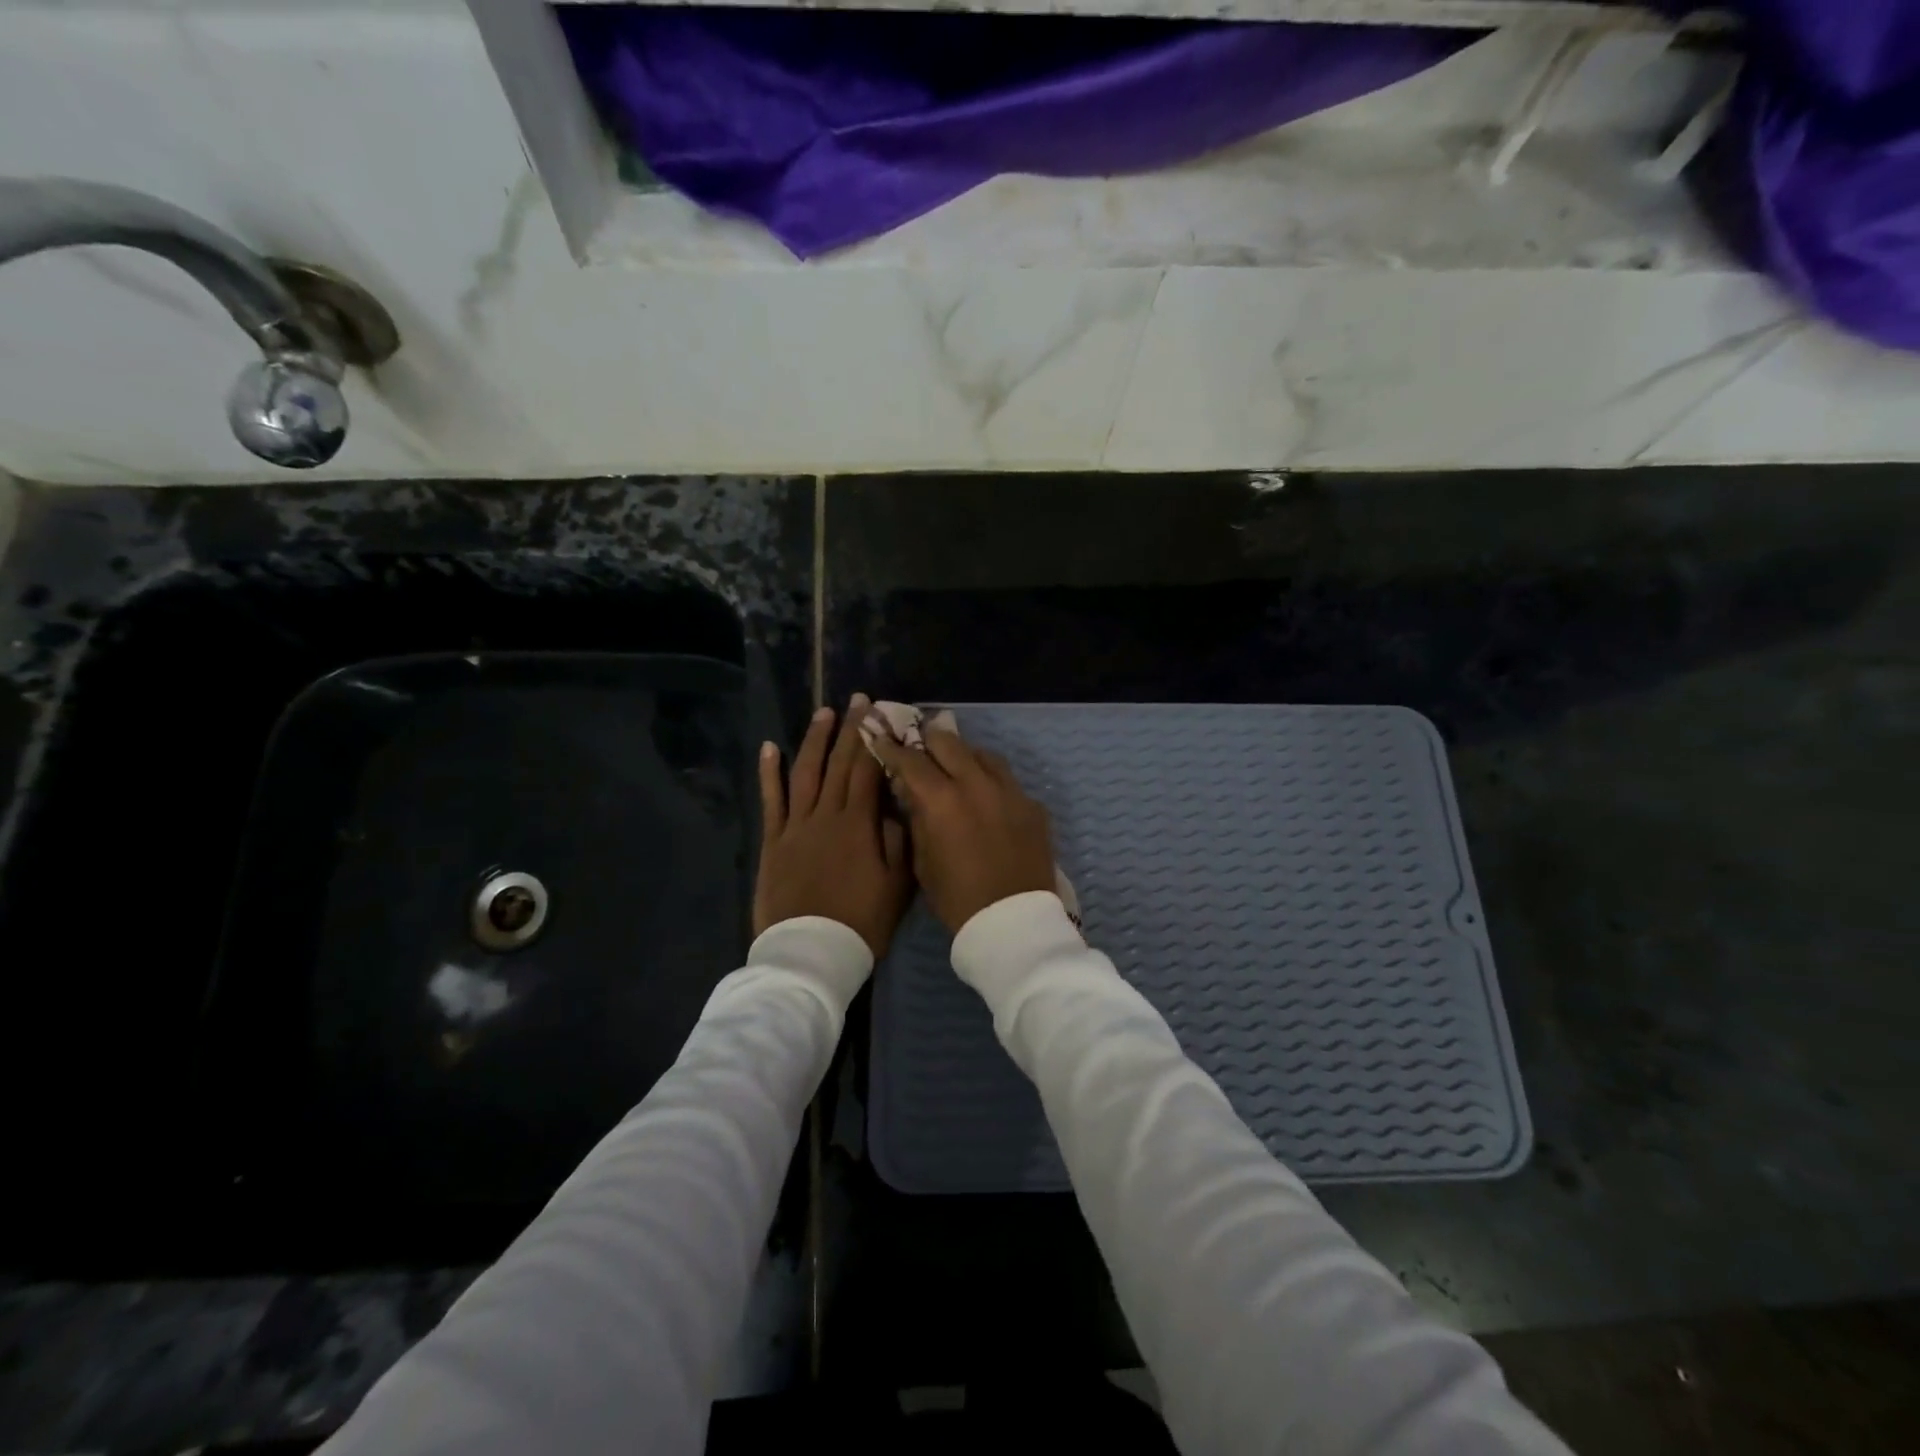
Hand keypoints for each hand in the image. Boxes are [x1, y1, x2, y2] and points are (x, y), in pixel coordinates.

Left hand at [754, 695, 913, 957]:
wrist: (810, 952)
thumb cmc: (861, 922)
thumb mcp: (897, 885)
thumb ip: (898, 841)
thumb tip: (894, 805)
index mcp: (859, 824)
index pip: (868, 770)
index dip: (875, 739)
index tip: (882, 713)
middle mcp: (826, 815)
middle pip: (839, 764)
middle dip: (850, 729)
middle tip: (857, 700)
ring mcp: (795, 826)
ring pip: (806, 772)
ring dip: (814, 740)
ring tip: (823, 713)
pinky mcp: (773, 841)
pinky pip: (771, 800)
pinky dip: (769, 772)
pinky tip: (770, 747)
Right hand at [861, 720, 1055, 934]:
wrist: (1013, 922)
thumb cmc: (957, 899)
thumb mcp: (923, 861)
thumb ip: (916, 819)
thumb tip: (911, 792)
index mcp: (942, 800)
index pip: (911, 760)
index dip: (892, 749)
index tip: (882, 741)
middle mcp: (977, 784)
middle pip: (948, 742)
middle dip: (929, 742)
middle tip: (920, 748)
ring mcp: (1010, 791)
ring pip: (983, 754)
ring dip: (964, 756)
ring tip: (956, 768)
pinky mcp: (1032, 804)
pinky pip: (1007, 780)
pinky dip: (991, 781)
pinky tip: (987, 798)